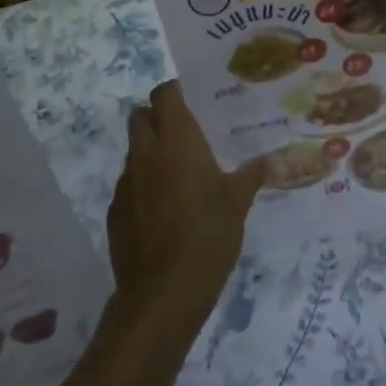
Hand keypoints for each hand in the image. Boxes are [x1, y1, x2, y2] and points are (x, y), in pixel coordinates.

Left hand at [107, 82, 265, 337]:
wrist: (163, 294)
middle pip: (141, 117)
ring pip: (134, 152)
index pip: (164, 94)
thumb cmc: (207, 235)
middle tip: (185, 132)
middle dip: (158, 117)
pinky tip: (165, 209)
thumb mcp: (238, 202)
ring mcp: (125, 184)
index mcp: (176, 141)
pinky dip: (144, 186)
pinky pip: (129, 185)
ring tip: (179, 173)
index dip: (175, 91)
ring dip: (151, 153)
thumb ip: (251, 174)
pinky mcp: (115, 213)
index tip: (194, 99)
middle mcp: (145, 154)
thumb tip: (270, 159)